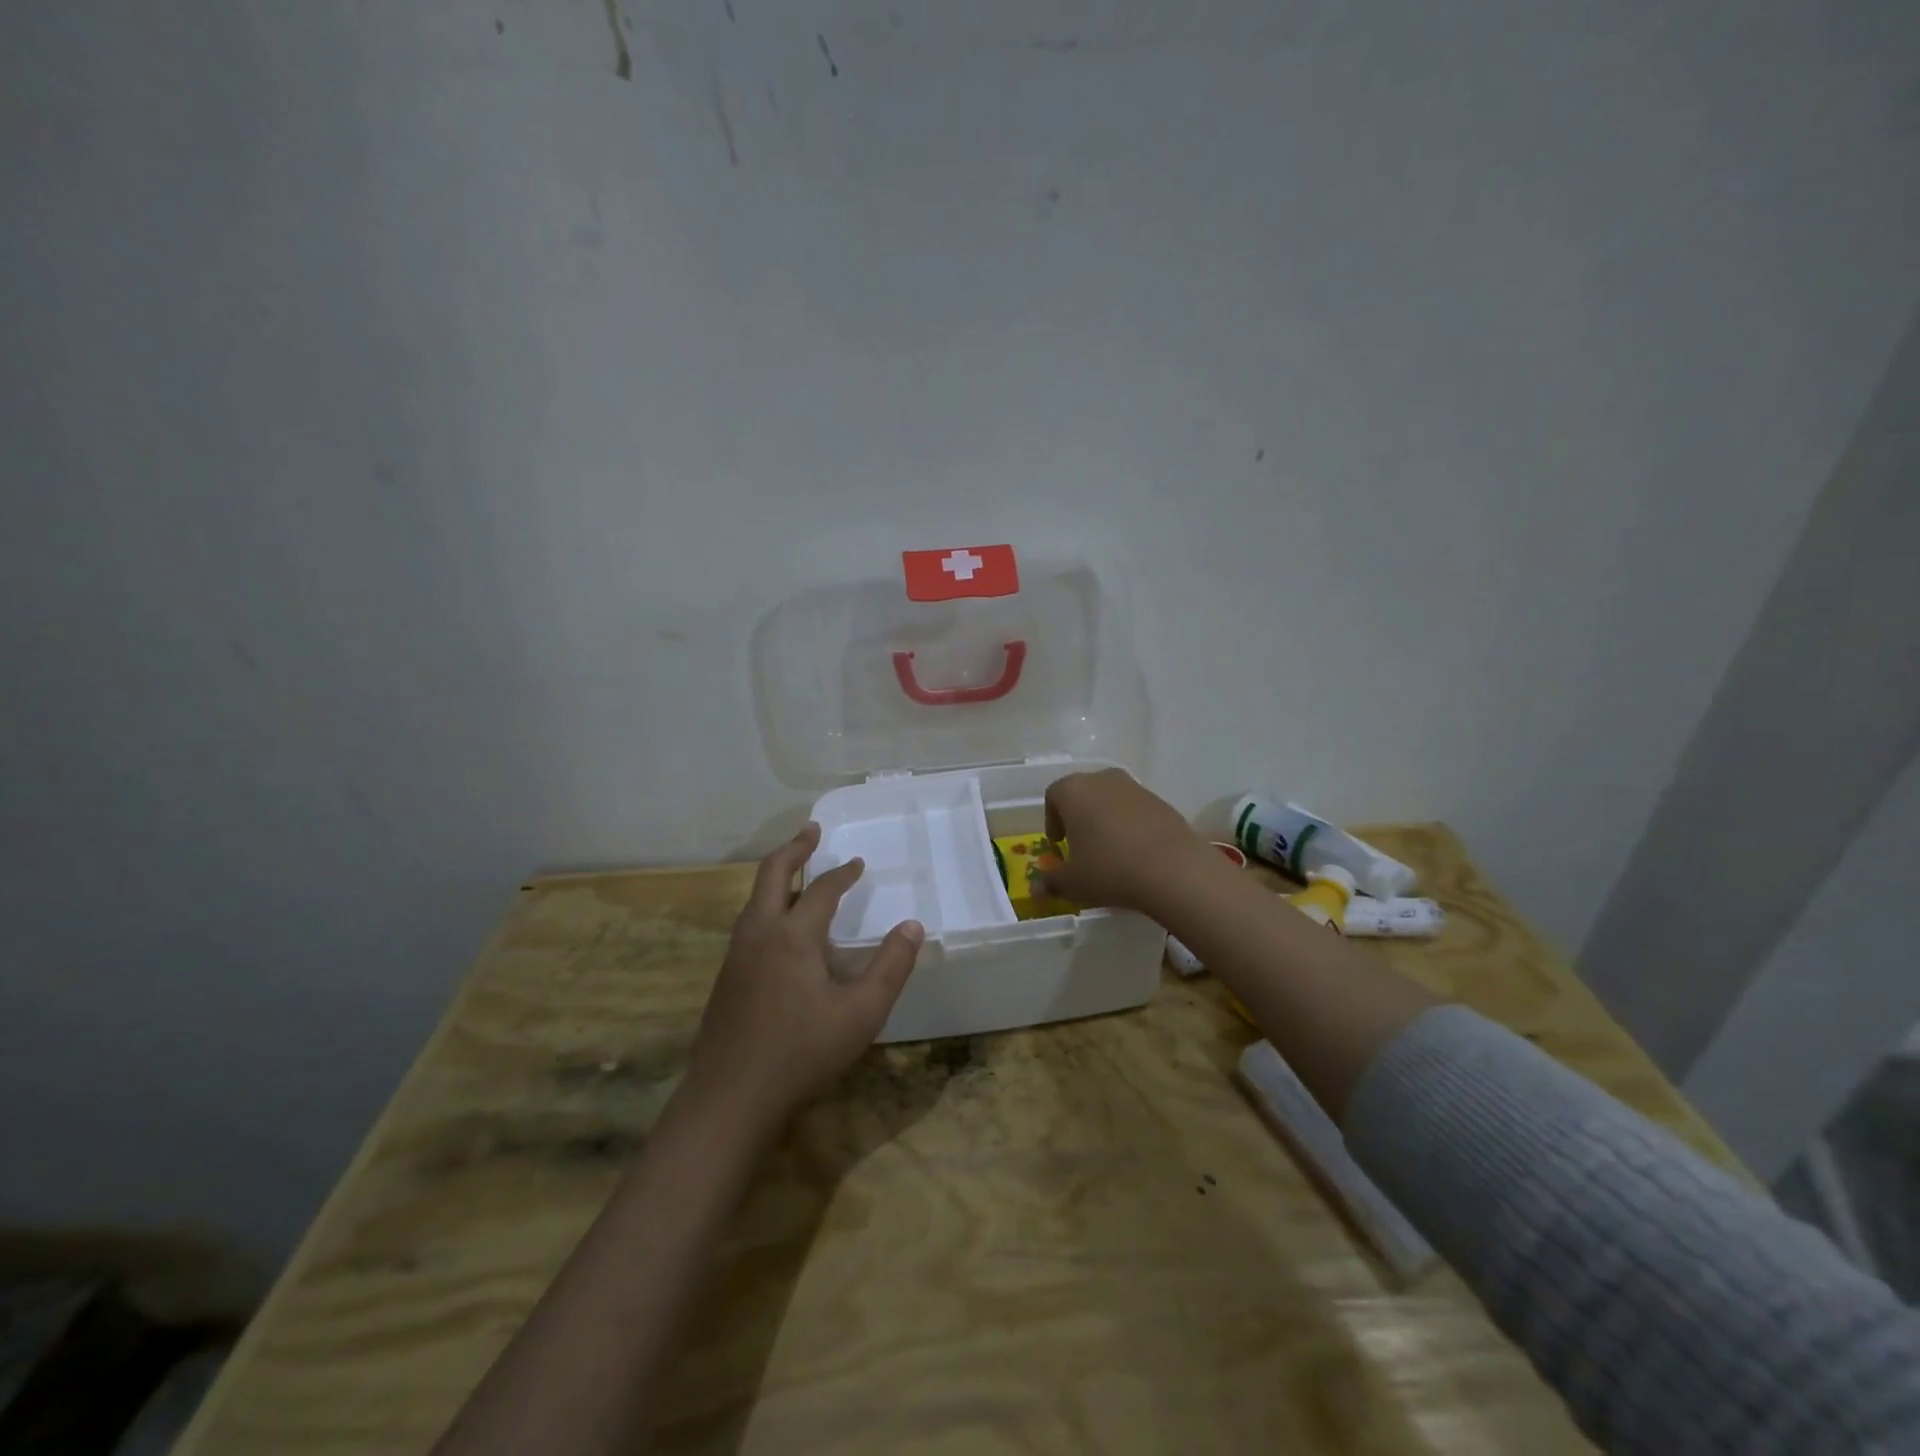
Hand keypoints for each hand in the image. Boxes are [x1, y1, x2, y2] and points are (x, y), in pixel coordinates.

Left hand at [684, 823, 923, 1131]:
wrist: (729, 1097)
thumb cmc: (801, 1052)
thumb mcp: (861, 1013)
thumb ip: (890, 967)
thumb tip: (913, 926)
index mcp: (793, 935)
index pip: (823, 889)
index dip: (843, 873)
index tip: (859, 863)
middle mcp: (760, 933)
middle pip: (772, 874)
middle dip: (794, 848)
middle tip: (812, 830)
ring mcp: (737, 954)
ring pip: (755, 898)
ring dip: (778, 875)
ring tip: (798, 870)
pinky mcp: (726, 977)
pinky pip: (749, 922)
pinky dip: (767, 903)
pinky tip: (780, 926)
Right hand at [1039, 768, 1212, 913]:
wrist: (1173, 870)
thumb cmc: (1109, 870)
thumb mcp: (1073, 883)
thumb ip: (1051, 882)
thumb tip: (1036, 888)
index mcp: (1074, 790)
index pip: (1053, 796)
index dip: (1051, 820)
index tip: (1058, 844)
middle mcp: (1103, 779)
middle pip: (1083, 793)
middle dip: (1079, 817)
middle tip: (1081, 846)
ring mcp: (1135, 787)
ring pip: (1111, 800)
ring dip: (1106, 820)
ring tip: (1110, 851)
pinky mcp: (1161, 801)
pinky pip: (1136, 810)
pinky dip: (1131, 825)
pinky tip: (1136, 852)